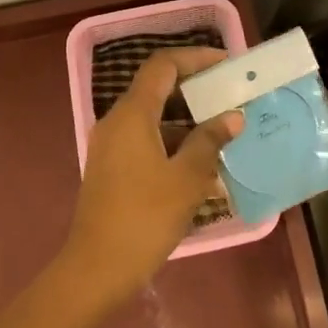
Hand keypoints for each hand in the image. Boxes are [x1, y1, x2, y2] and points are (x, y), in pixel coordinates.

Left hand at [62, 47, 244, 302]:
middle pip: (157, 89)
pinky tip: (198, 167)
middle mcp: (116, 121)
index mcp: (132, 113)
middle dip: (194, 90)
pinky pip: (144, 141)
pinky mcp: (110, 169)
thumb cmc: (145, 217)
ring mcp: (110, 146)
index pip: (163, 65)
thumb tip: (231, 117)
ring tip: (222, 134)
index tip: (225, 64)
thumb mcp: (187, 178)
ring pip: (152, 118)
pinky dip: (171, 144)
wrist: (96, 270)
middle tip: (229, 97)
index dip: (195, 57)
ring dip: (185, 121)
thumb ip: (210, 141)